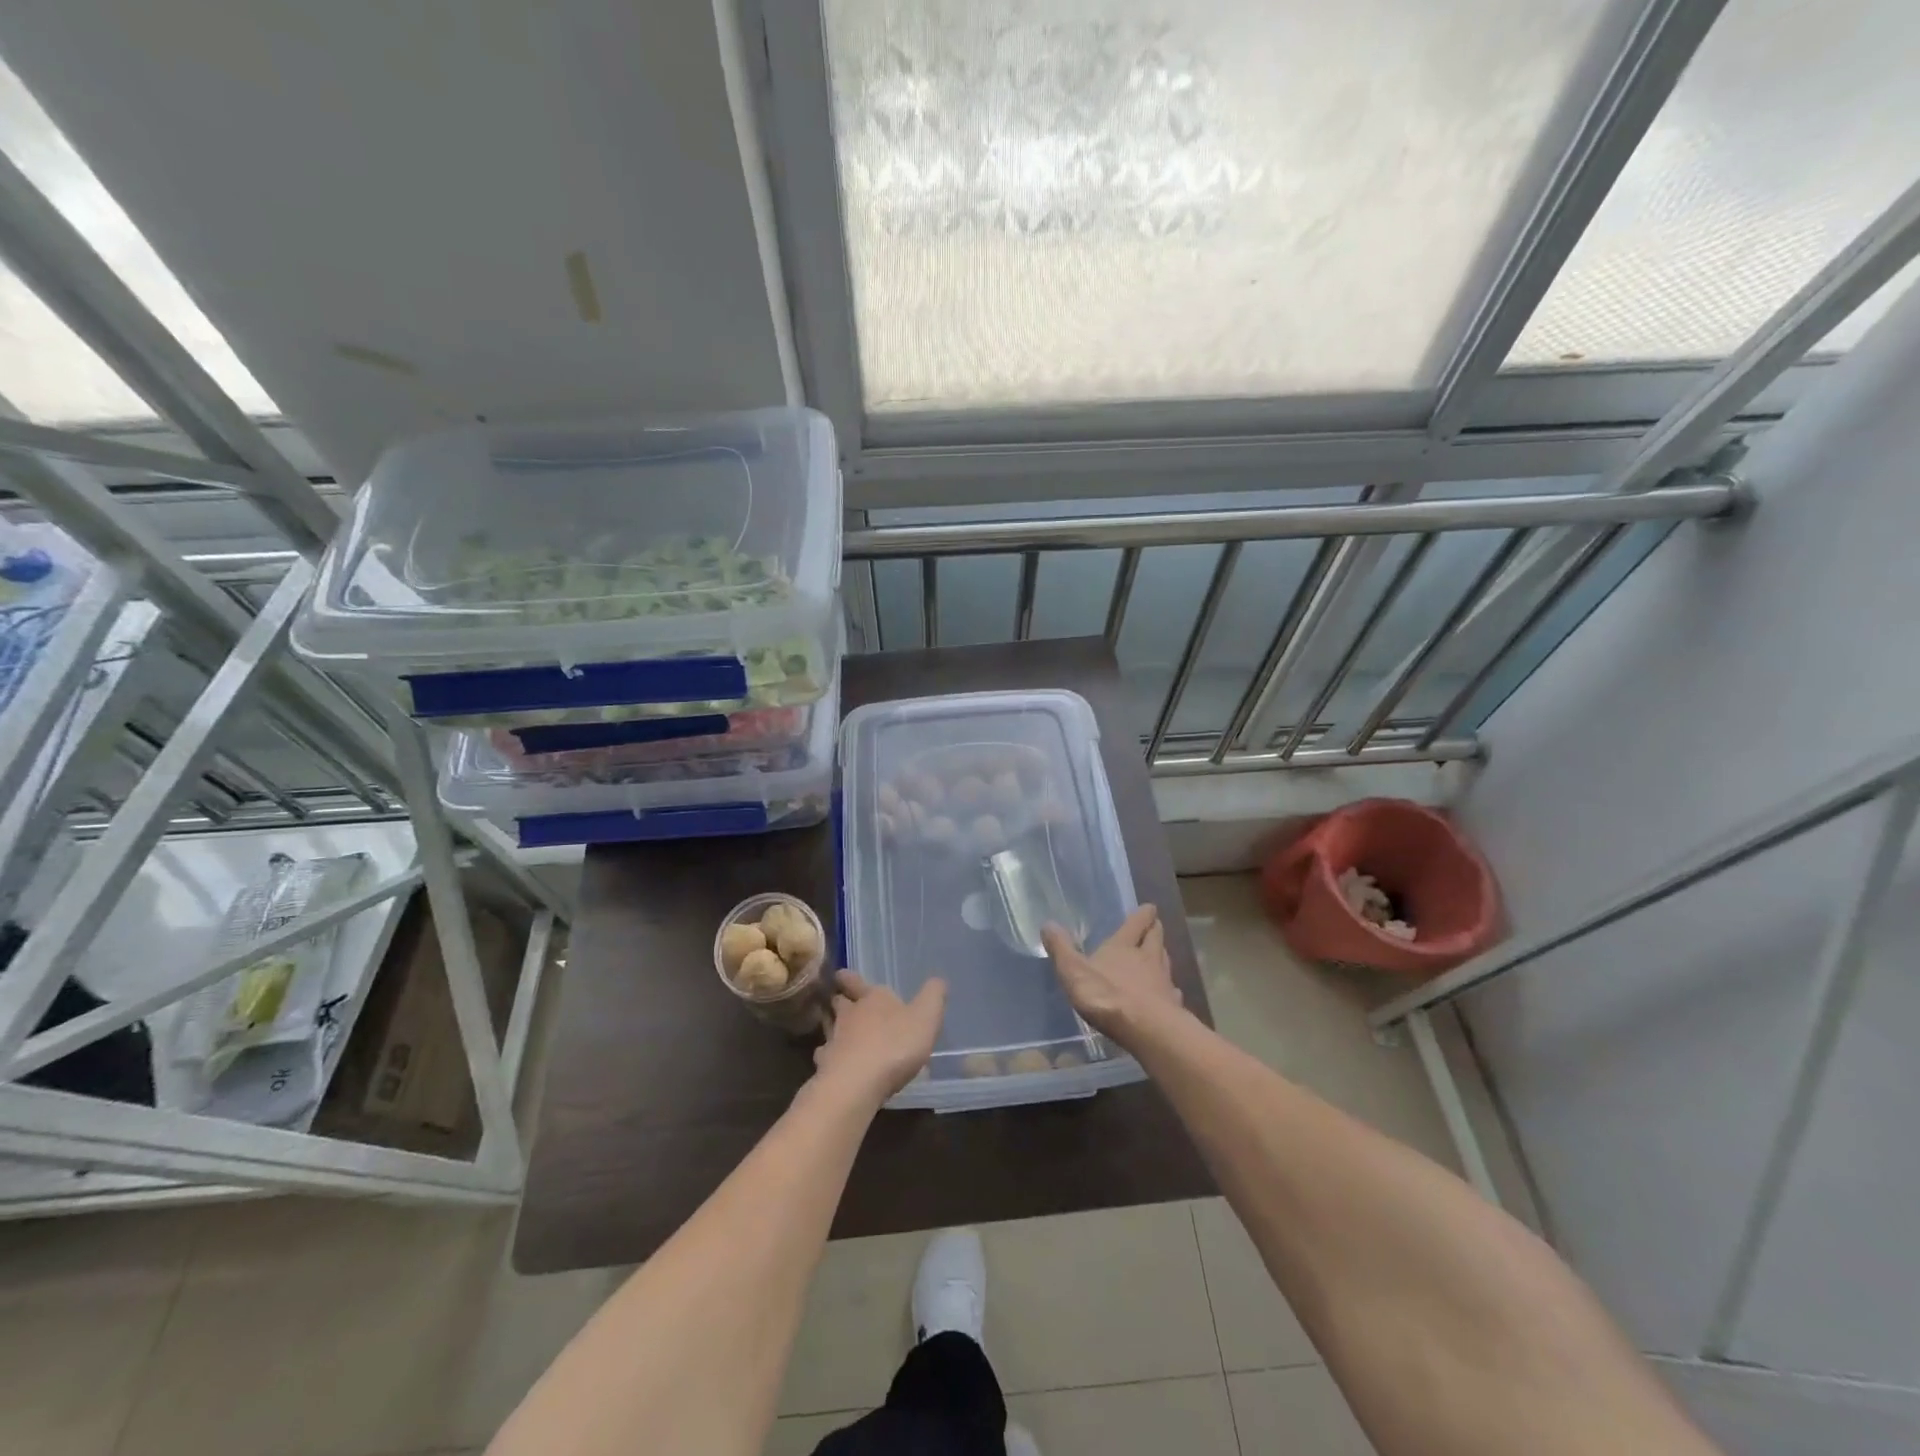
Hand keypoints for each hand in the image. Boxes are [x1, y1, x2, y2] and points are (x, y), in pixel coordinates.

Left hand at [813, 969, 945, 1107]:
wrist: (857, 1084)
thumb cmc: (895, 1044)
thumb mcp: (926, 1017)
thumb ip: (933, 996)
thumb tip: (938, 980)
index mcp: (872, 998)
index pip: (854, 981)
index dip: (848, 977)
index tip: (840, 975)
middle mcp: (849, 1015)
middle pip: (839, 1002)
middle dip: (841, 1001)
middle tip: (842, 1002)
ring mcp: (833, 1041)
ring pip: (829, 1028)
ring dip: (833, 1027)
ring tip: (838, 1031)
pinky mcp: (825, 1068)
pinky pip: (825, 1057)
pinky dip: (828, 1057)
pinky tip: (833, 1063)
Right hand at [1043, 905, 1182, 1048]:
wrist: (1145, 1029)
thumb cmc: (1106, 995)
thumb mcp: (1074, 971)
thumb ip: (1061, 949)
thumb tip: (1047, 924)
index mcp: (1123, 946)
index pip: (1136, 924)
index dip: (1143, 914)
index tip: (1150, 907)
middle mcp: (1147, 958)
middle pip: (1155, 939)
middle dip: (1155, 930)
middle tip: (1156, 925)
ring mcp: (1163, 982)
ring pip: (1165, 962)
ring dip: (1163, 956)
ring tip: (1161, 954)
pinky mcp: (1172, 1006)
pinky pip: (1172, 991)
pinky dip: (1170, 988)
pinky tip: (1170, 992)